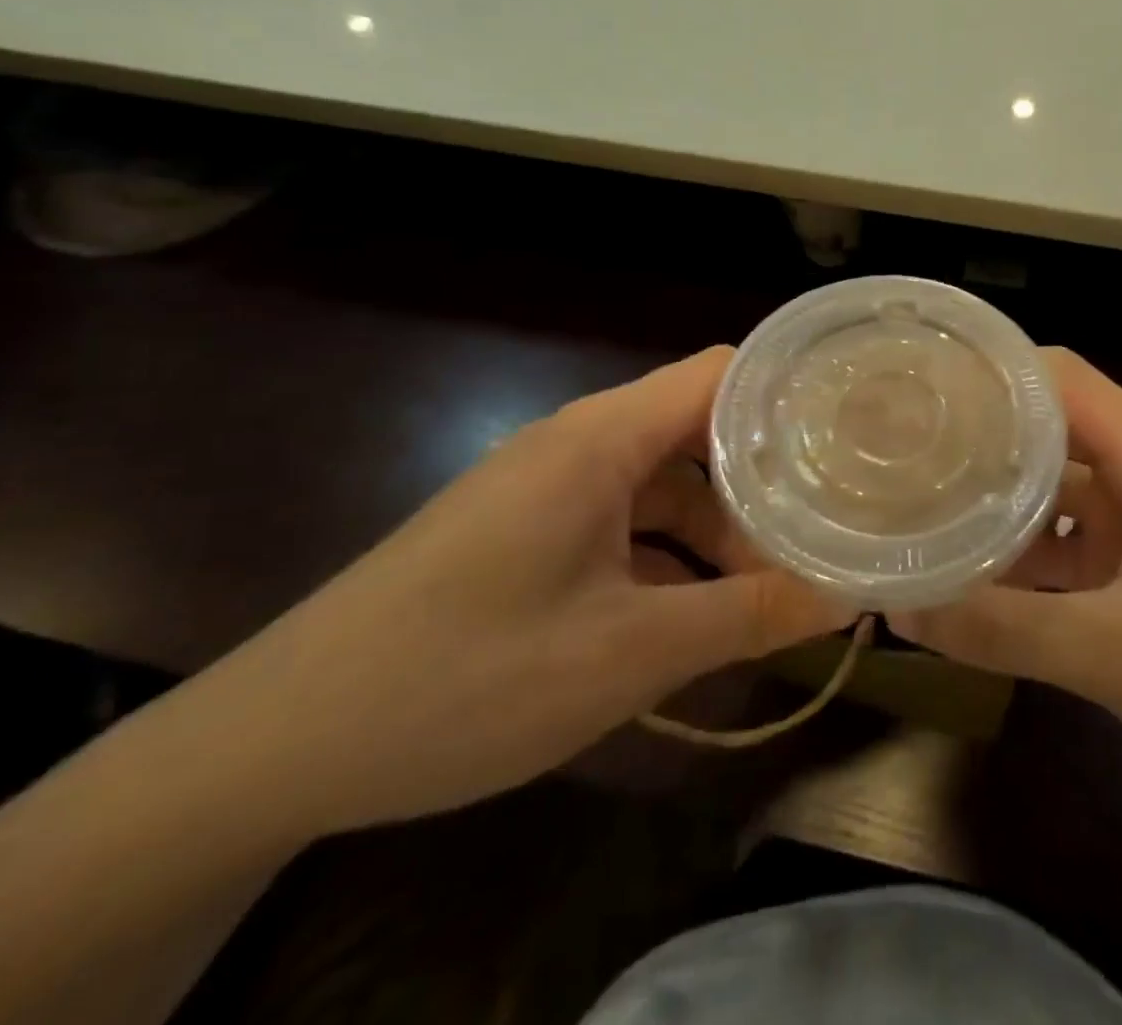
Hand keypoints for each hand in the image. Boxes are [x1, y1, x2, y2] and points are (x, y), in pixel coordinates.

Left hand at [187, 347, 852, 841]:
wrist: (272, 747)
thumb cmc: (465, 677)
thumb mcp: (628, 653)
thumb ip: (748, 616)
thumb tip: (848, 595)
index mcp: (602, 439)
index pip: (721, 374)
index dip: (790, 396)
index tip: (848, 437)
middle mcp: (578, 444)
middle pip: (700, 432)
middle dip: (764, 482)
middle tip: (826, 526)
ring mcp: (548, 488)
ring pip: (664, 484)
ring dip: (718, 531)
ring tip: (770, 588)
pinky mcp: (528, 531)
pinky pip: (624, 522)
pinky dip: (671, 557)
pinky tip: (696, 615)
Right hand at [889, 349, 1121, 783]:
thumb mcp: (1113, 654)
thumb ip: (1006, 630)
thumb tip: (905, 607)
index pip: (1063, 379)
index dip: (998, 371)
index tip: (931, 388)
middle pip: (1050, 425)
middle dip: (984, 432)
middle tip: (909, 448)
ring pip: (1053, 482)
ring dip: (997, 493)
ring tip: (924, 500)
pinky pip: (1064, 534)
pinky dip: (1021, 545)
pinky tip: (972, 568)